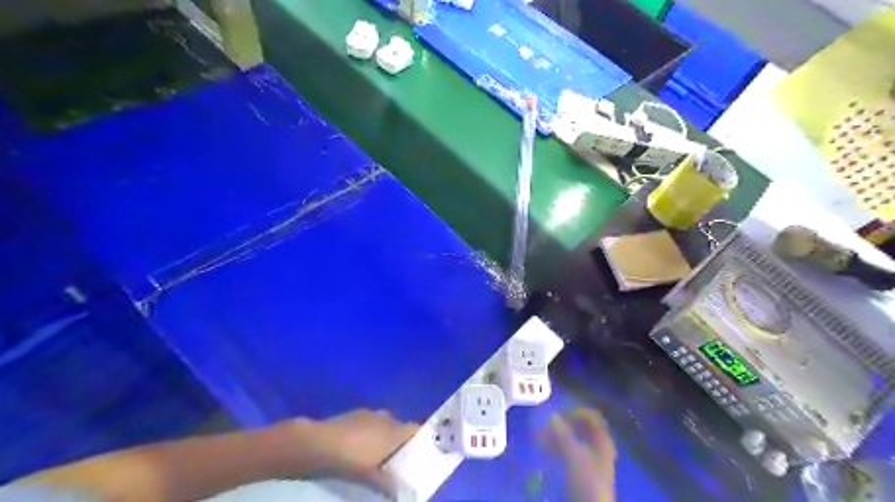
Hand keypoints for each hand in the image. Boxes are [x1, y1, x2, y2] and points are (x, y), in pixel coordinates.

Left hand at [309, 410, 419, 488]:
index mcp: (395, 430)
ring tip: (377, 457)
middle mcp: (387, 417)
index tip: (421, 456)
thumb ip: (389, 483)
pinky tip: (359, 449)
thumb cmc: (351, 459)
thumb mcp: (371, 477)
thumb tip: (402, 491)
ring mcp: (370, 413)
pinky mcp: (355, 414)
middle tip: (397, 462)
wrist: (318, 443)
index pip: (417, 431)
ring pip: (385, 426)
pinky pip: (370, 424)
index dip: (421, 442)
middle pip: (401, 429)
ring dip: (384, 438)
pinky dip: (369, 434)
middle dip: (400, 444)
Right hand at [543, 408, 620, 500]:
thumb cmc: (586, 478)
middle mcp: (599, 445)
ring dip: (556, 435)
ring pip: (572, 439)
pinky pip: (568, 451)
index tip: (558, 410)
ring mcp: (591, 458)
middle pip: (580, 427)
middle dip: (562, 423)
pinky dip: (557, 447)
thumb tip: (551, 414)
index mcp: (603, 439)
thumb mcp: (573, 454)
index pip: (591, 416)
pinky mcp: (582, 469)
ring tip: (540, 435)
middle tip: (546, 422)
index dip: (575, 410)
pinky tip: (544, 448)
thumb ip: (563, 433)